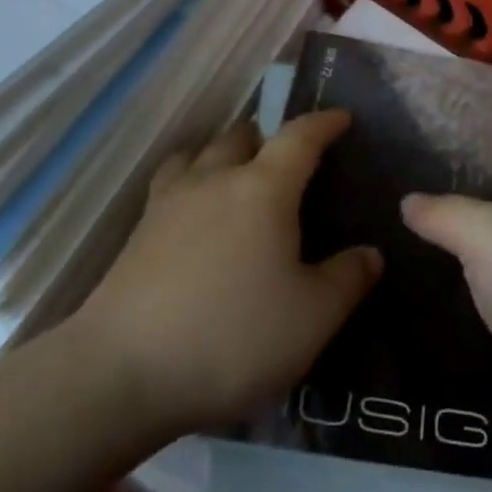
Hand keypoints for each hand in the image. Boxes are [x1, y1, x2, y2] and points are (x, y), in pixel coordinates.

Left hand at [75, 112, 381, 438]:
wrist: (122, 374)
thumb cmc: (233, 337)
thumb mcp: (312, 318)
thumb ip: (347, 279)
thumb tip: (369, 253)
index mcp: (263, 189)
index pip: (299, 137)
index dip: (323, 123)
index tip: (342, 118)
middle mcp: (215, 180)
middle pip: (243, 135)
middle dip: (270, 136)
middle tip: (289, 162)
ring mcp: (170, 202)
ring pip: (201, 152)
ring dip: (225, 152)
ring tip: (238, 175)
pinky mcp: (138, 231)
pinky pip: (173, 182)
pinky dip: (192, 178)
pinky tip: (195, 211)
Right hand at [403, 144, 491, 478]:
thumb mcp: (487, 235)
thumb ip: (445, 215)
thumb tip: (409, 200)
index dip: (490, 141)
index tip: (444, 139)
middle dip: (476, 199)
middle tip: (418, 195)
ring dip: (482, 255)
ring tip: (424, 246)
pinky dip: (491, 302)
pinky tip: (452, 303)